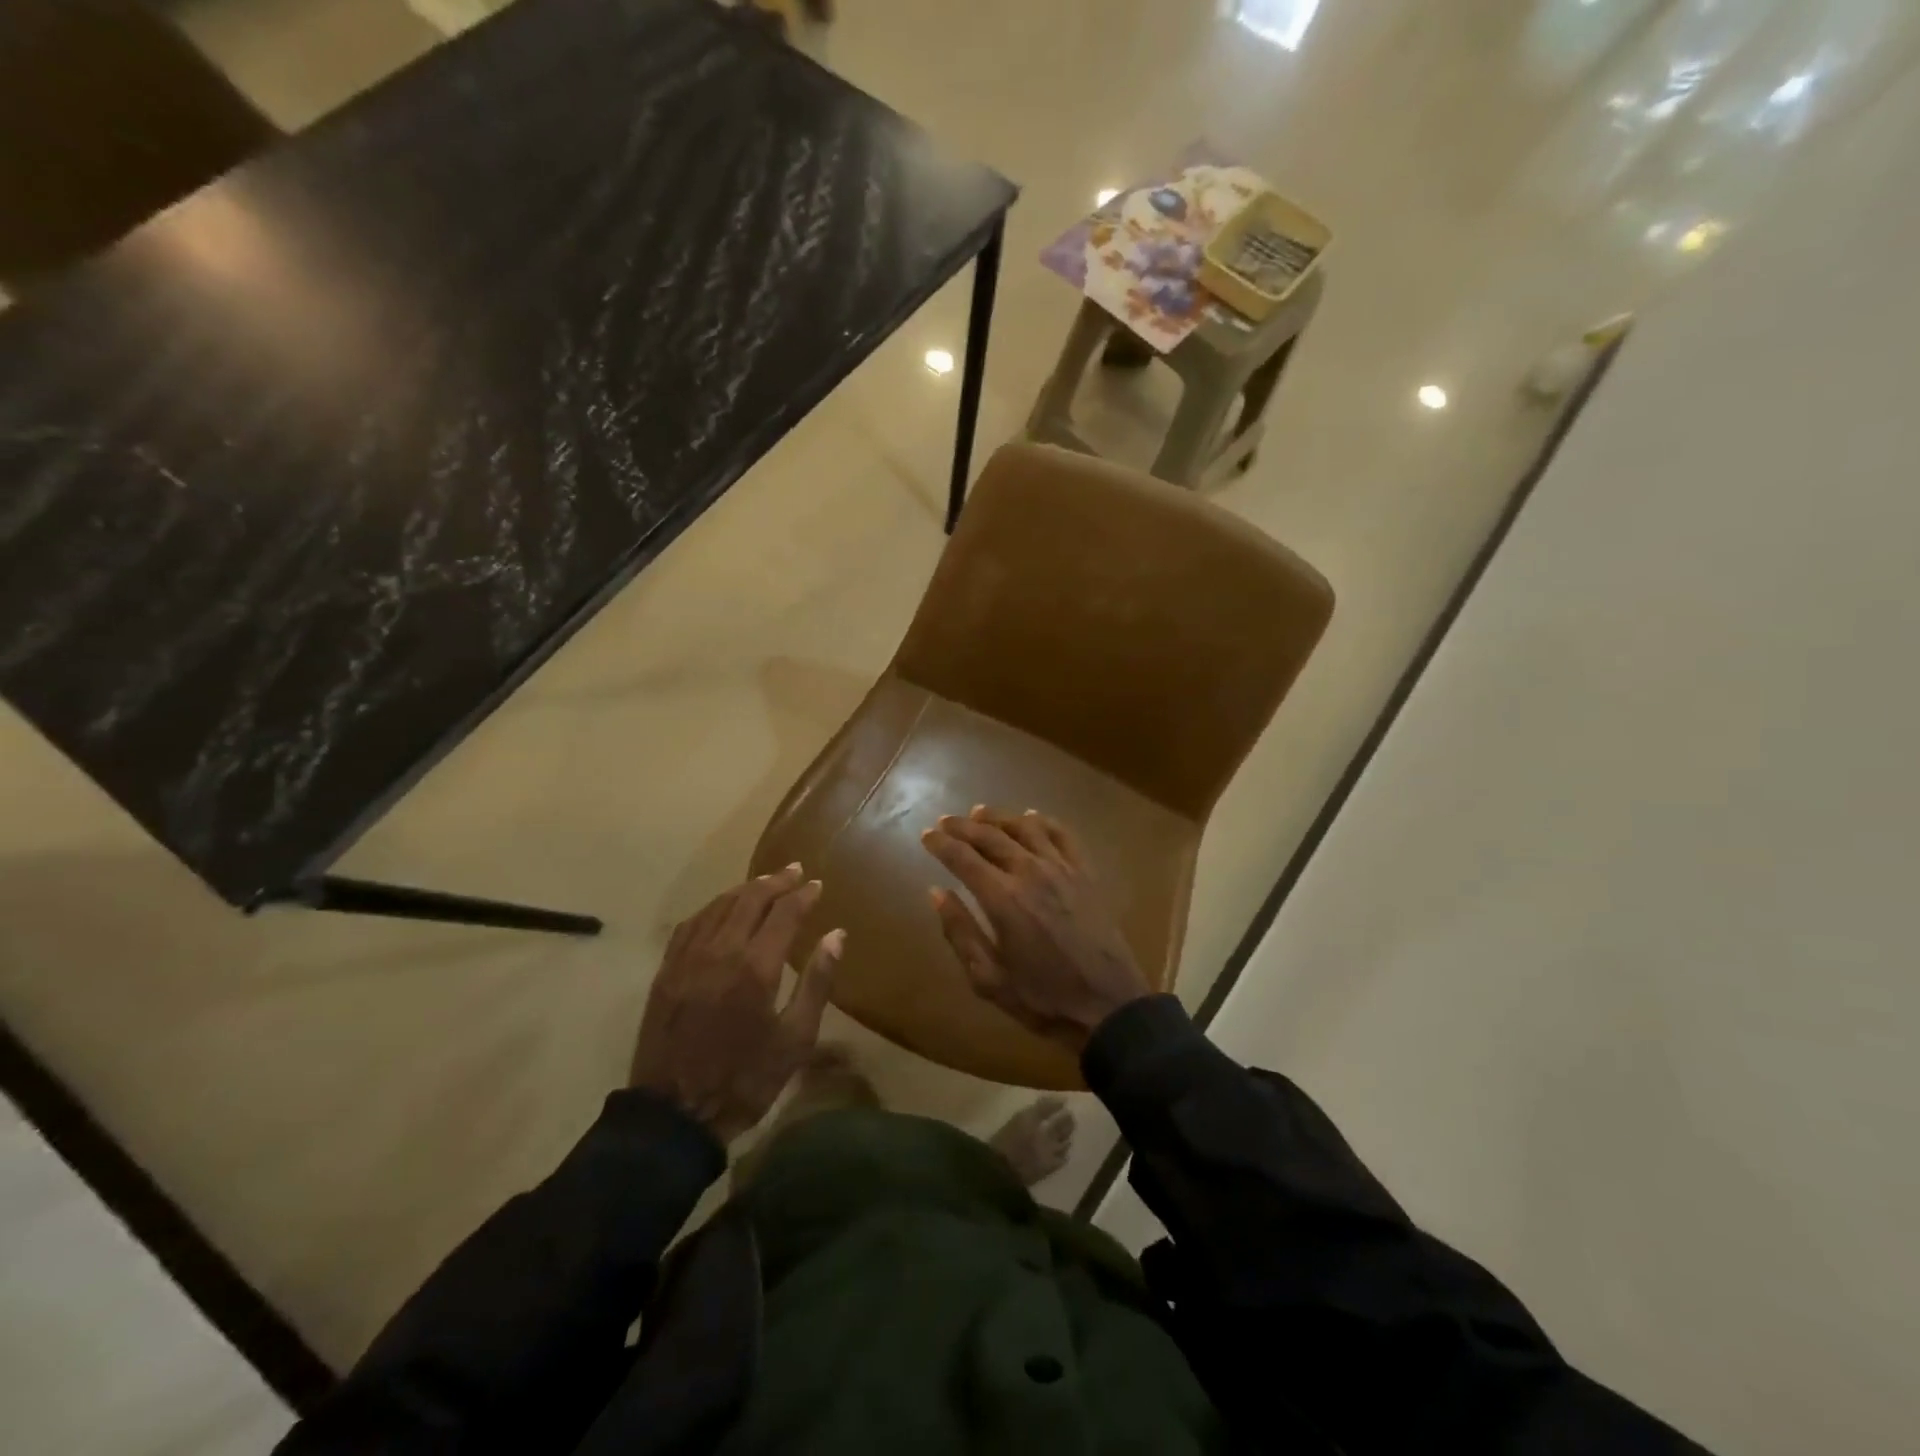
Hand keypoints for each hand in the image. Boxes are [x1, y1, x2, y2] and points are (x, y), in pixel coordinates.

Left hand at [630, 864, 843, 1143]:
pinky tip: (722, 908)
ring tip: (764, 882)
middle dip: (776, 881)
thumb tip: (837, 935)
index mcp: (756, 967)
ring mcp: (688, 958)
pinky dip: (713, 907)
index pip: (784, 912)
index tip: (818, 885)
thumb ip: (817, 982)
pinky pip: (691, 924)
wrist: (674, 1115)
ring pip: (719, 906)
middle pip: (750, 899)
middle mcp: (720, 951)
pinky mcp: (666, 971)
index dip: (803, 894)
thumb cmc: (745, 1080)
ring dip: (745, 889)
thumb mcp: (795, 1040)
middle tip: (795, 871)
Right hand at [921, 807, 1150, 1052]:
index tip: (925, 835)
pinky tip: (1031, 817)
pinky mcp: (1086, 872)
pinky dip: (1042, 821)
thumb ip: (960, 932)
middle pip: (990, 836)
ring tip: (980, 814)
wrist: (1109, 1005)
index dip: (940, 843)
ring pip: (1025, 827)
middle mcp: (1030, 872)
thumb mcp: (989, 979)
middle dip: (963, 826)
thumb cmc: (1043, 998)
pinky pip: (1062, 834)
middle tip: (945, 822)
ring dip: (998, 818)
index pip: (962, 857)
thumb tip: (937, 893)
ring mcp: (1062, 868)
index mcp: (1002, 899)